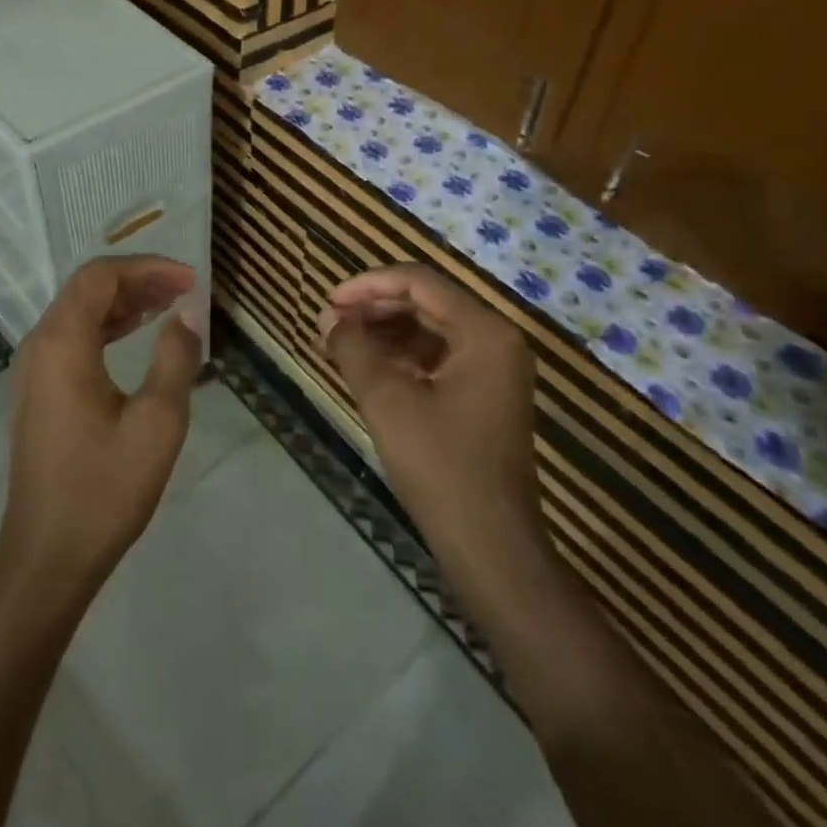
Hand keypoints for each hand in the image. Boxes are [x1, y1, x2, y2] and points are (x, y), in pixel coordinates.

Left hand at [0, 255, 202, 603]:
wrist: (47, 554)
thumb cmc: (104, 488)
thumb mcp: (157, 422)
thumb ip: (175, 358)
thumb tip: (187, 314)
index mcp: (62, 343)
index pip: (101, 276)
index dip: (147, 267)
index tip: (190, 280)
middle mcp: (39, 344)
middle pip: (87, 288)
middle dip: (136, 280)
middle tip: (183, 289)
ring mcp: (32, 369)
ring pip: (77, 311)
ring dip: (122, 301)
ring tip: (167, 305)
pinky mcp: (37, 390)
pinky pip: (71, 337)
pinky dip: (105, 326)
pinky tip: (133, 334)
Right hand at [319, 264, 543, 562]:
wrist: (490, 544)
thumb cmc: (440, 465)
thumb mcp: (386, 400)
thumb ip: (353, 349)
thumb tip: (329, 318)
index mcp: (484, 332)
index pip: (419, 282)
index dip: (368, 285)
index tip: (328, 302)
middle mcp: (497, 340)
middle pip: (428, 302)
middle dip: (375, 308)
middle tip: (330, 324)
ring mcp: (496, 370)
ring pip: (432, 329)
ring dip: (386, 332)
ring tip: (342, 345)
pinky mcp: (487, 395)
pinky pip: (441, 357)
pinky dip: (404, 356)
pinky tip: (371, 369)